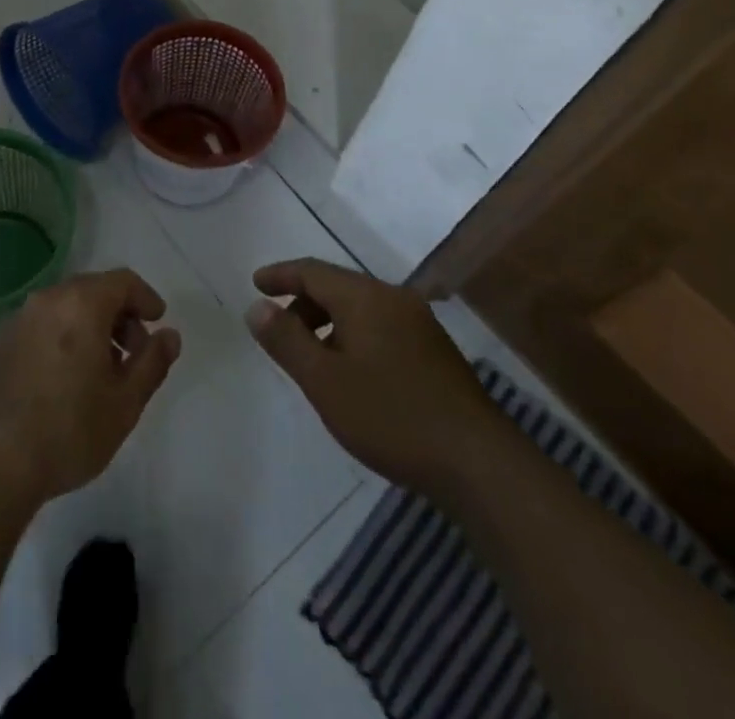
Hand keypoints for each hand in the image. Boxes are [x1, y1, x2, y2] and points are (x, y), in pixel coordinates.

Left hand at [0, 269, 182, 508]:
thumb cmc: (69, 430)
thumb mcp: (125, 402)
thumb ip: (153, 362)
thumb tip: (170, 335)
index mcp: (81, 304)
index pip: (123, 281)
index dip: (145, 297)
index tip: (156, 322)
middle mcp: (47, 300)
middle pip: (92, 290)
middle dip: (118, 314)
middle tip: (131, 353)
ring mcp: (16, 321)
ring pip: (63, 308)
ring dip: (88, 327)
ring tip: (98, 371)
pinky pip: (38, 328)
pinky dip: (59, 339)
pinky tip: (61, 381)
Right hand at [245, 259, 496, 492]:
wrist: (479, 463)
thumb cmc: (391, 416)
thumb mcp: (325, 380)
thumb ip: (286, 340)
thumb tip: (256, 307)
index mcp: (365, 296)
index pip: (312, 271)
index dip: (281, 275)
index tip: (255, 284)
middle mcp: (394, 298)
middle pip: (337, 286)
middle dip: (303, 303)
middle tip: (279, 330)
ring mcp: (420, 324)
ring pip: (361, 308)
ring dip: (329, 322)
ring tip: (312, 357)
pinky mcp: (435, 351)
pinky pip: (381, 326)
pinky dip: (354, 336)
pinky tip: (352, 372)